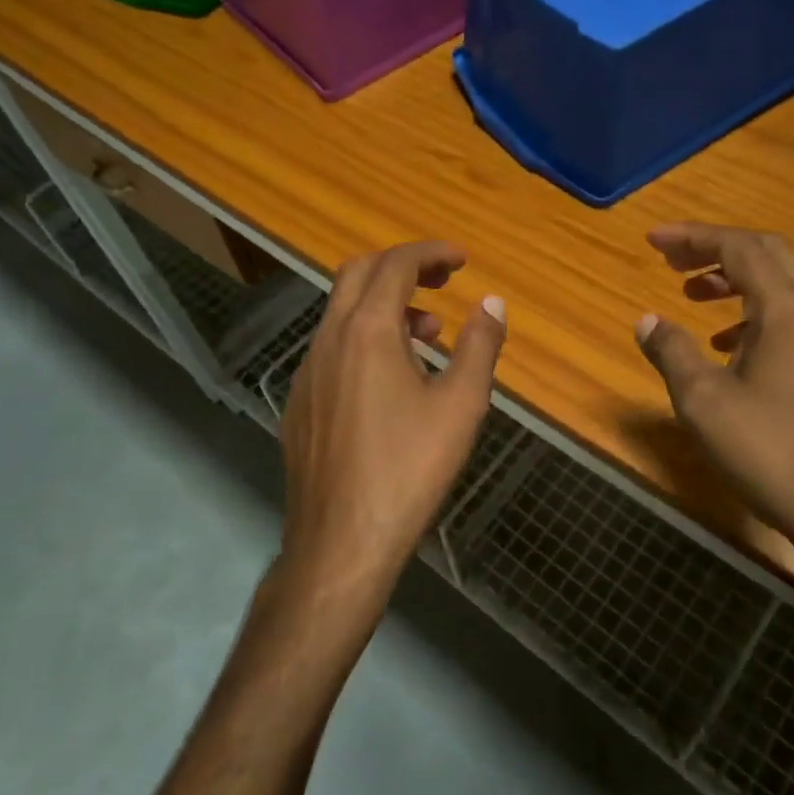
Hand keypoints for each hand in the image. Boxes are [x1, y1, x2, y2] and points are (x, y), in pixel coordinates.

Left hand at [280, 240, 505, 605]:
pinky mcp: (300, 402)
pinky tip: (391, 380)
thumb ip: (480, 345)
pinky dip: (364, 338)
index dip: (431, 253)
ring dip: (384, 306)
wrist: (341, 540)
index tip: (462, 260)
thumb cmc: (409, 468)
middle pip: (358, 274)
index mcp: (366, 331)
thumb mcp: (461, 405)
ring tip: (428, 335)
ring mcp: (307, 371)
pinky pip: (332, 348)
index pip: (395, 264)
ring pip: (342, 312)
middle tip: (442, 282)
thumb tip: (492, 302)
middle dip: (403, 267)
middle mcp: (328, 339)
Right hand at [634, 223, 793, 574]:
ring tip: (691, 295)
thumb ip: (671, 351)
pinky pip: (789, 314)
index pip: (738, 247)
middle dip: (715, 248)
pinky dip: (752, 310)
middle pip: (766, 252)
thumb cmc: (768, 450)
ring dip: (734, 278)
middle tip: (672, 260)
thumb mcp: (703, 400)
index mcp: (785, 309)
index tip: (652, 239)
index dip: (692, 237)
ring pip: (780, 282)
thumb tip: (647, 320)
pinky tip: (725, 343)